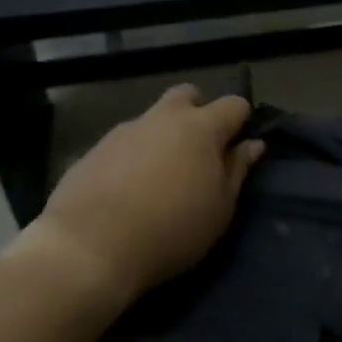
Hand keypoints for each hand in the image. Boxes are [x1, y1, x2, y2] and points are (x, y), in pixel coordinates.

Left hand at [19, 84, 264, 312]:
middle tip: (199, 152)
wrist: (89, 247)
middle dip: (198, 112)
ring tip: (160, 177)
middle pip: (188, 95)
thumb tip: (252, 144)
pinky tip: (127, 189)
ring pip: (153, 118)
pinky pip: (125, 142)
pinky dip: (133, 156)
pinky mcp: (95, 148)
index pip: (234, 104)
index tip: (239, 147)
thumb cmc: (170, 230)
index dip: (241, 121)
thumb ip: (237, 170)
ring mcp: (125, 129)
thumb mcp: (219, 209)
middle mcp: (163, 117)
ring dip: (163, 136)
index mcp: (200, 127)